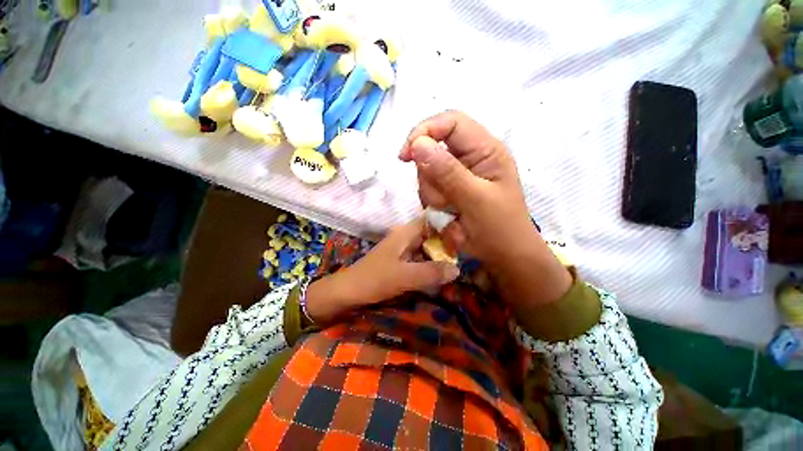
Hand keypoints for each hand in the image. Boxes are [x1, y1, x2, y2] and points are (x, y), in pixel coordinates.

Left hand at [305, 218, 459, 322]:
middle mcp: (405, 237)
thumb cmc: (373, 280)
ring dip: (441, 253)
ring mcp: (403, 249)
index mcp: (405, 233)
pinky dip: (432, 262)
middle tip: (469, 250)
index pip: (431, 219)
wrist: (348, 292)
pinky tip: (444, 270)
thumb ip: (430, 272)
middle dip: (448, 241)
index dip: (448, 222)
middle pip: (431, 233)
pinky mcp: (401, 261)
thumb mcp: (403, 276)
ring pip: (427, 246)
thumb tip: (458, 269)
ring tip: (463, 259)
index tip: (468, 231)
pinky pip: (422, 258)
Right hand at [399, 111, 571, 306]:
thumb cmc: (499, 229)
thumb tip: (418, 144)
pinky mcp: (451, 190)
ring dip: (432, 193)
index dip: (425, 131)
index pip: (451, 123)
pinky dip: (433, 202)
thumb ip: (448, 171)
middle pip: (433, 149)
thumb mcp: (475, 199)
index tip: (406, 155)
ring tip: (450, 212)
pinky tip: (447, 214)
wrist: (505, 258)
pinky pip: (429, 188)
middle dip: (430, 175)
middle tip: (444, 200)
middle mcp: (471, 158)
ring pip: (427, 172)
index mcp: (486, 150)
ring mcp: (459, 175)